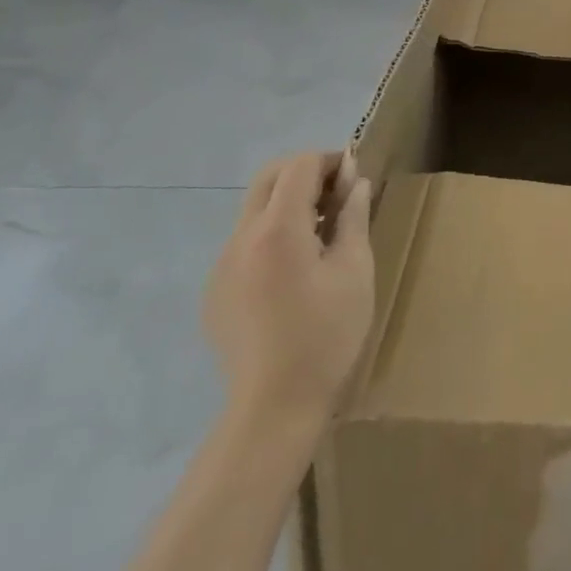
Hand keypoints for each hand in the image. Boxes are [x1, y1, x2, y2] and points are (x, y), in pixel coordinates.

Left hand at [203, 151, 374, 441]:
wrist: (274, 407)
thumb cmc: (327, 335)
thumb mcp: (355, 270)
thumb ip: (353, 217)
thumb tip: (355, 182)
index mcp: (277, 230)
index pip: (299, 166)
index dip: (330, 162)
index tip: (354, 181)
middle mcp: (241, 238)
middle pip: (269, 177)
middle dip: (305, 174)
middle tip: (338, 197)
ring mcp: (221, 265)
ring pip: (254, 209)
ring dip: (288, 203)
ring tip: (322, 235)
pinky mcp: (215, 291)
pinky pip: (244, 243)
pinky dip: (272, 234)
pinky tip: (295, 272)